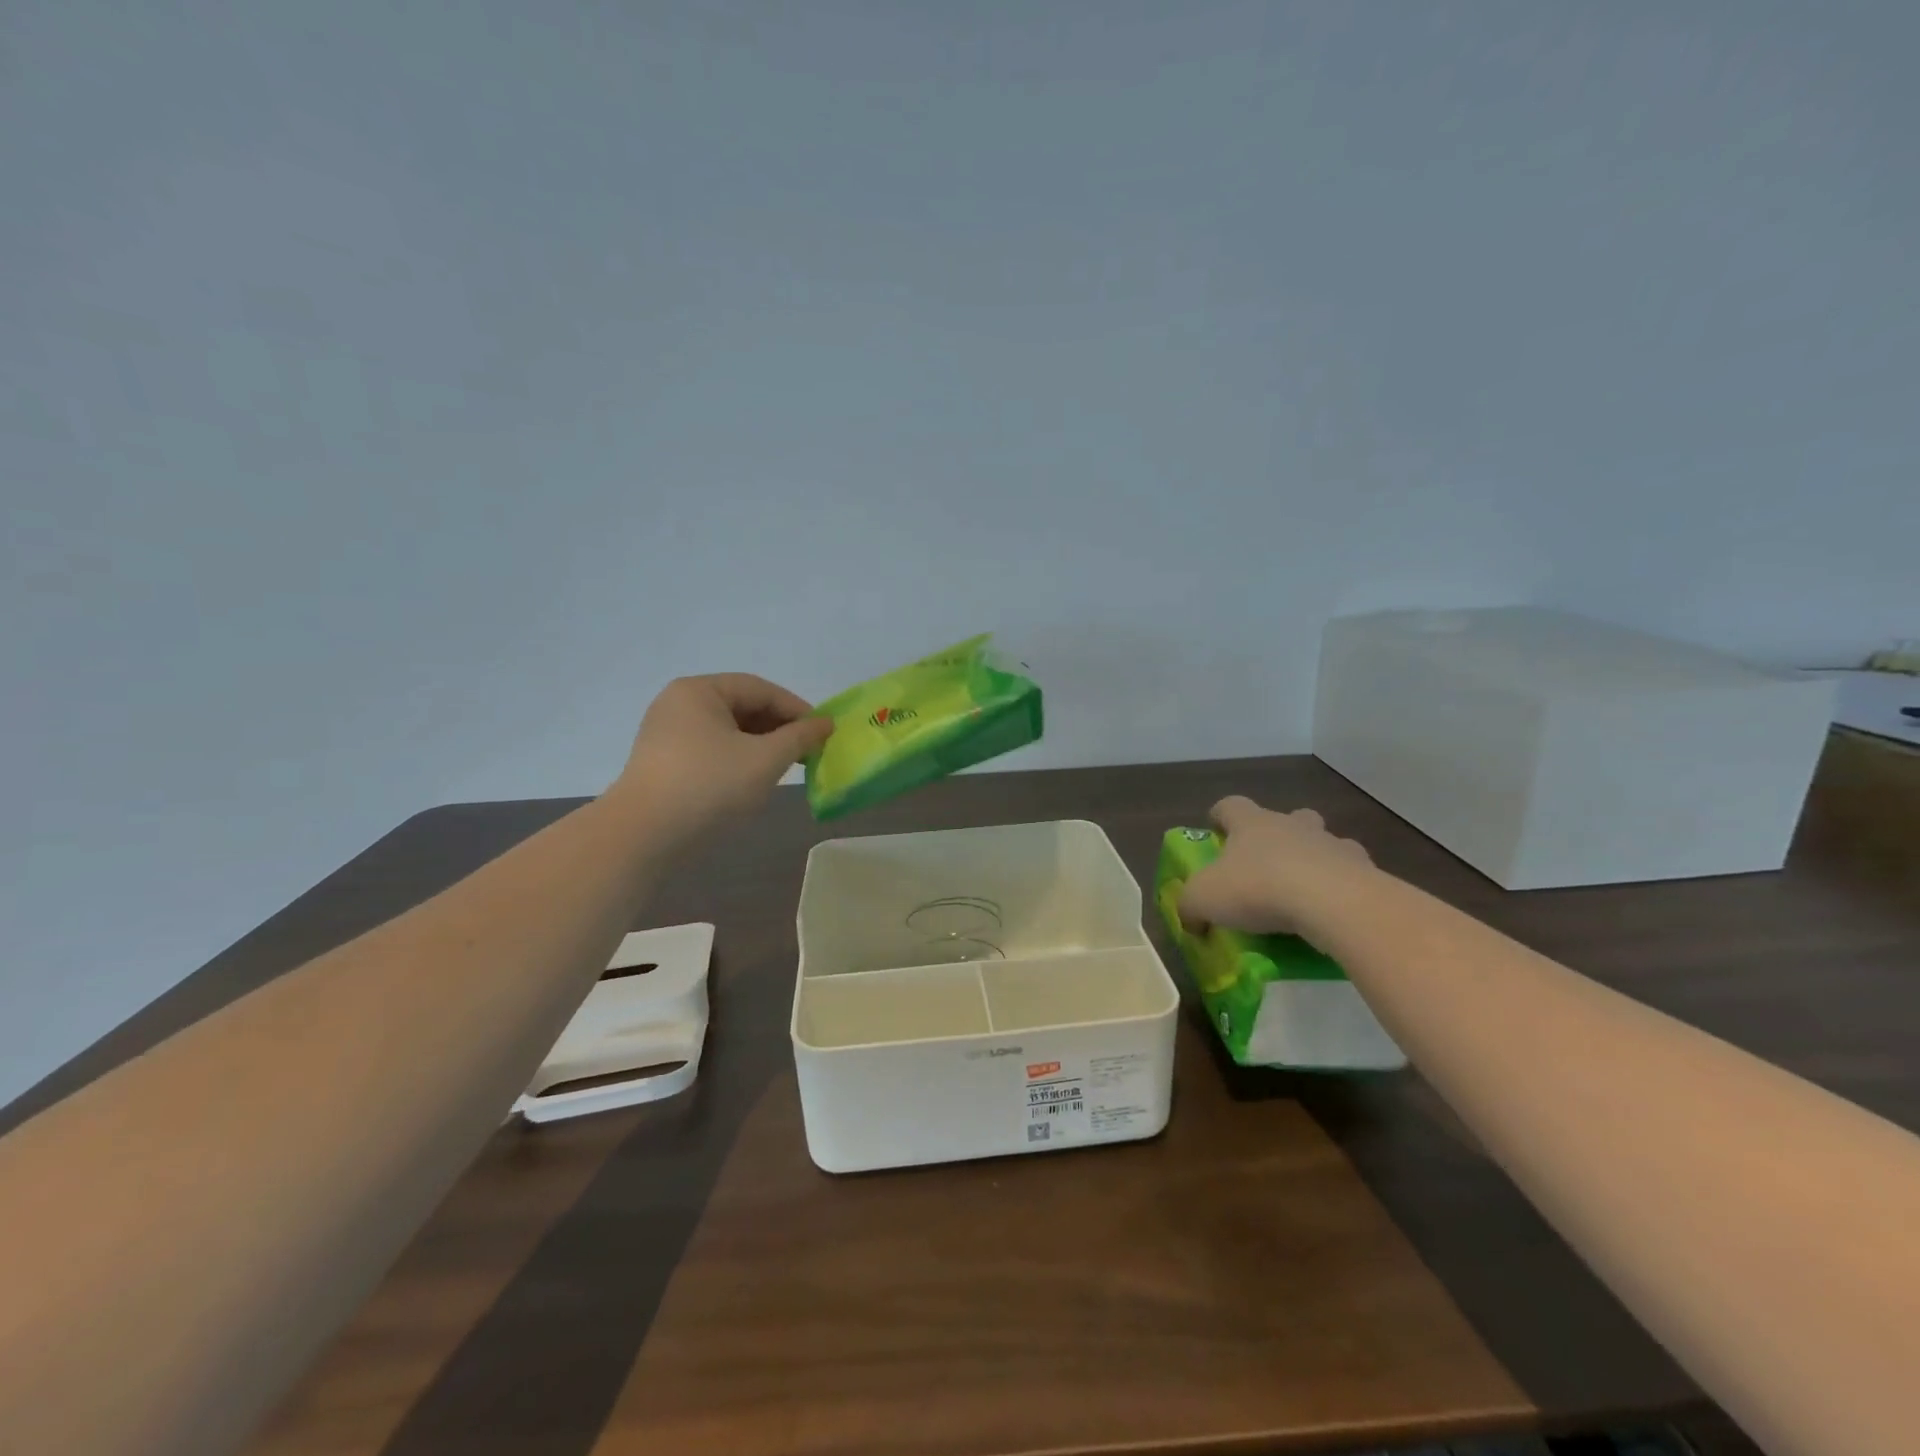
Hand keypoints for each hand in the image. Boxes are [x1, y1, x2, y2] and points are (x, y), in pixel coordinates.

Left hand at [612, 674, 832, 838]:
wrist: (643, 836)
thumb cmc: (709, 786)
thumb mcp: (765, 759)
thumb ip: (800, 737)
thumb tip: (826, 724)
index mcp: (699, 691)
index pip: (760, 689)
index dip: (796, 709)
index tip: (823, 732)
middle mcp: (679, 704)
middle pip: (742, 706)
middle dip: (778, 728)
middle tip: (807, 751)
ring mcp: (667, 734)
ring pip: (727, 730)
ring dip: (760, 745)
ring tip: (785, 767)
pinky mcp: (664, 762)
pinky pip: (711, 750)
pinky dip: (738, 758)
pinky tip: (753, 780)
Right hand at [1178, 795, 1376, 939]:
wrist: (1333, 903)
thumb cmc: (1258, 889)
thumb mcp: (1204, 899)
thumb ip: (1190, 907)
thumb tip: (1190, 919)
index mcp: (1252, 823)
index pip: (1230, 805)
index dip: (1220, 815)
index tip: (1215, 830)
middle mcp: (1292, 825)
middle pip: (1286, 816)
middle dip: (1277, 833)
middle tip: (1266, 862)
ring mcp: (1332, 844)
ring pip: (1324, 842)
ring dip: (1315, 858)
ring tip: (1305, 890)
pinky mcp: (1364, 870)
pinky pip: (1353, 874)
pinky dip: (1343, 887)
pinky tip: (1334, 911)